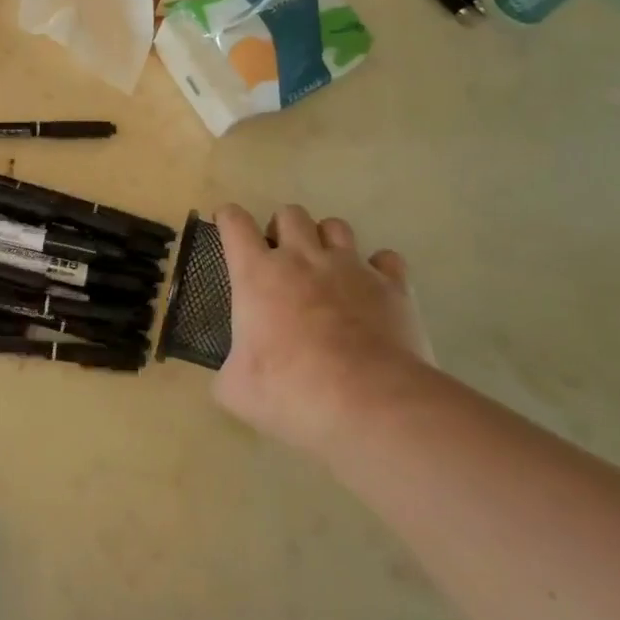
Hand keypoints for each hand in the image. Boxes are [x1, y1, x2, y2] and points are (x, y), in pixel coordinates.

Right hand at [212, 204, 432, 453]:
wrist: (371, 405)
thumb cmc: (292, 392)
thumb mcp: (236, 390)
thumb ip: (229, 371)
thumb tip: (232, 374)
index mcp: (257, 273)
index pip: (235, 222)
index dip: (228, 218)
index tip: (227, 225)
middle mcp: (302, 258)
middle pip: (290, 213)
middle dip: (282, 229)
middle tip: (281, 260)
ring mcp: (351, 268)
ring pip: (336, 226)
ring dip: (326, 241)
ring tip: (326, 270)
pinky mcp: (392, 287)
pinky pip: (386, 259)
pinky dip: (377, 268)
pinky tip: (372, 290)